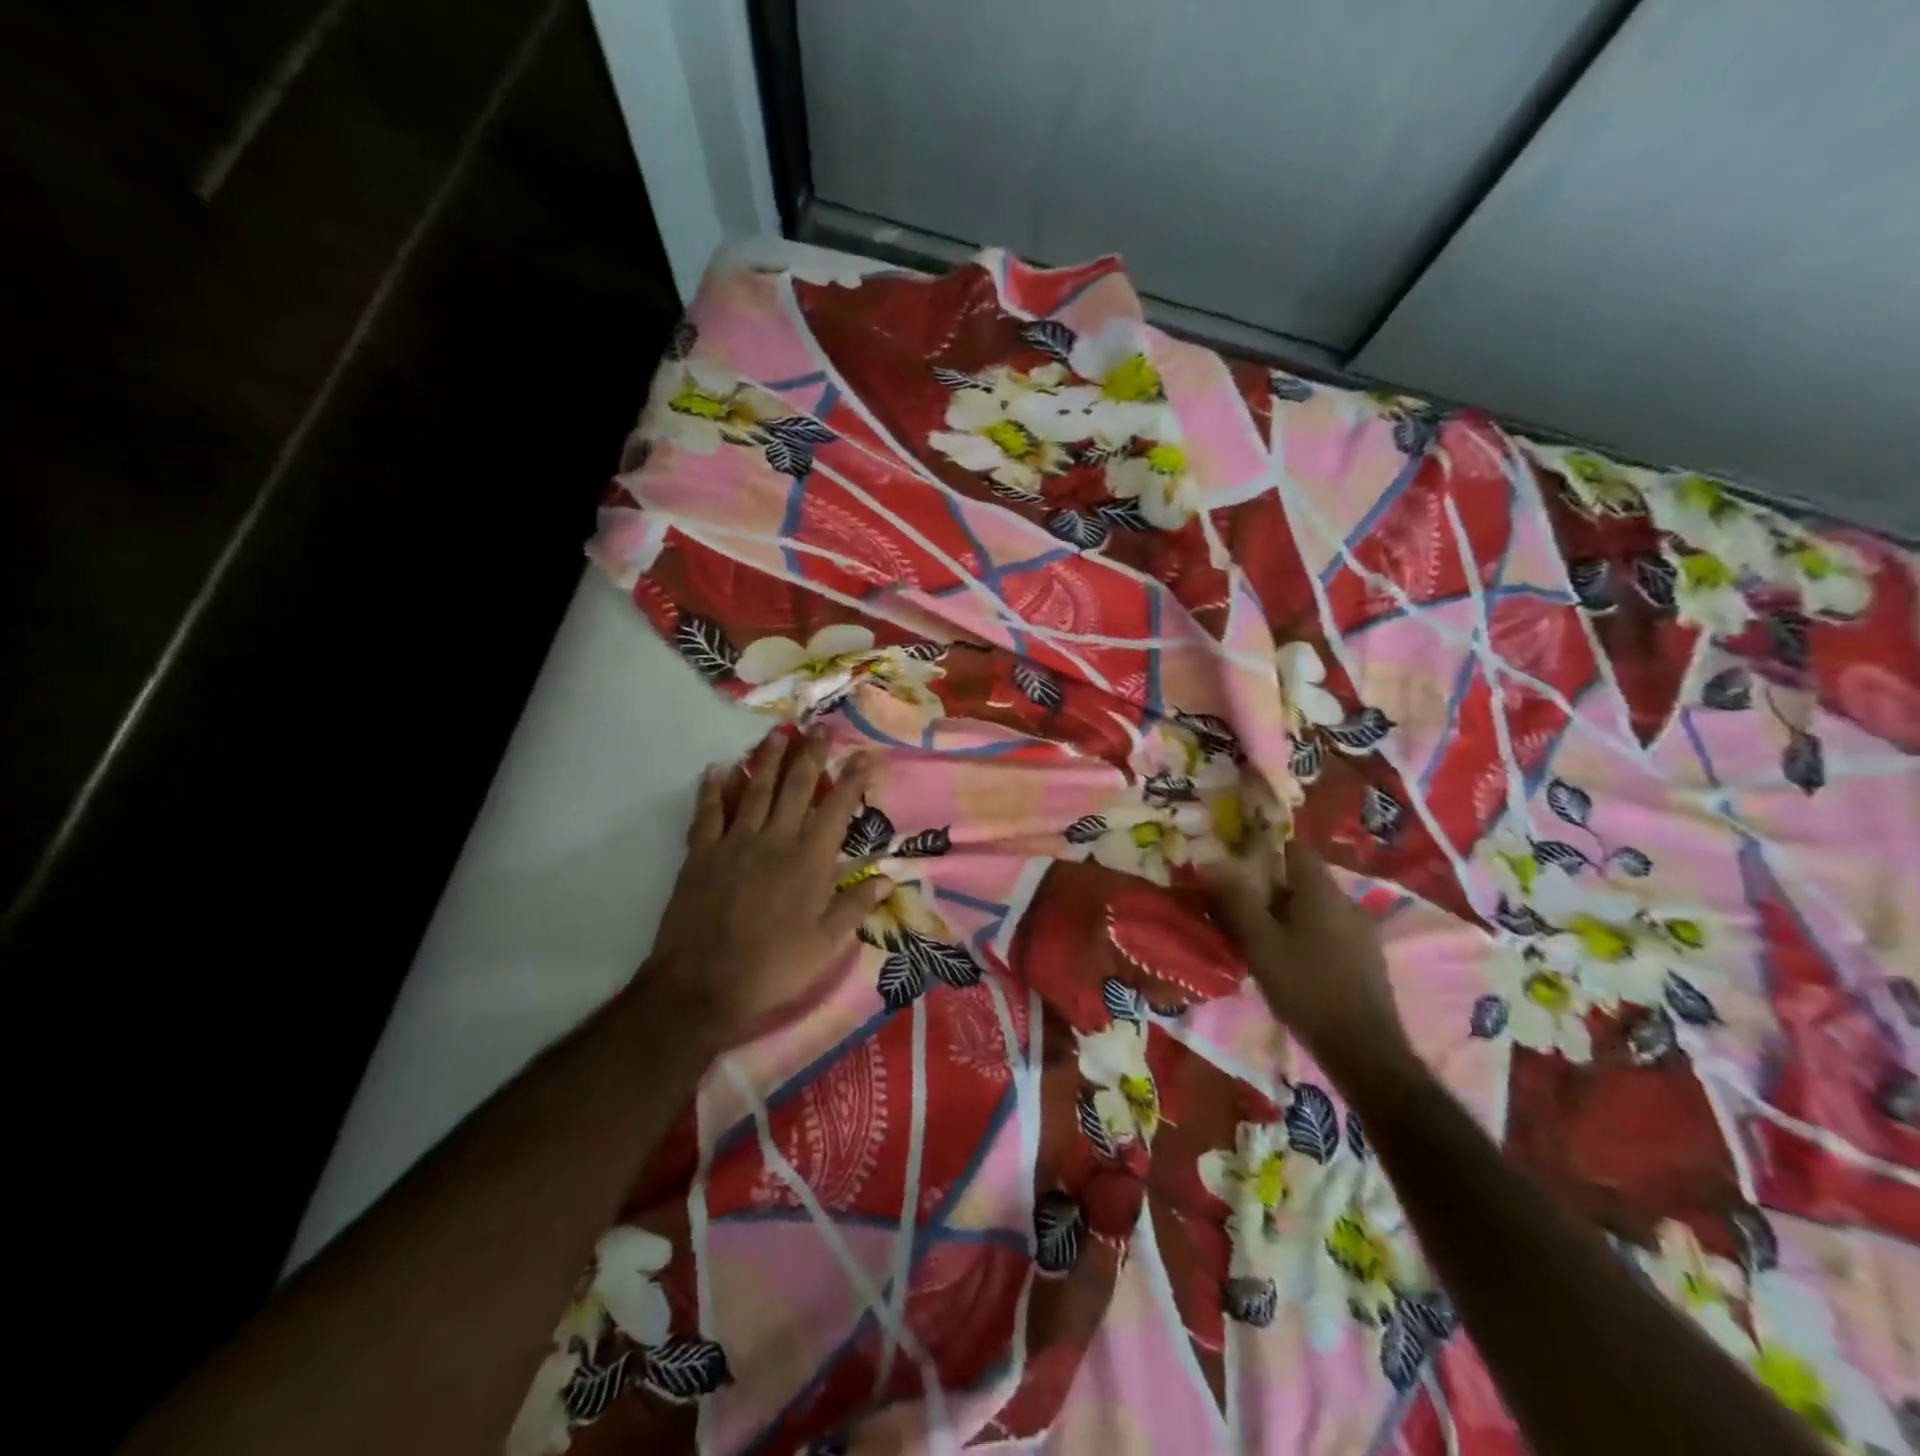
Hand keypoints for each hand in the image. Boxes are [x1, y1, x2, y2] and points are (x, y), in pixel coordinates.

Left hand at [646, 731, 890, 1044]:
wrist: (703, 984)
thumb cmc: (773, 966)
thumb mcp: (826, 945)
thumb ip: (854, 906)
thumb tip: (887, 879)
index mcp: (809, 861)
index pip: (837, 809)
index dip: (853, 779)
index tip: (866, 754)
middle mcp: (775, 840)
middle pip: (796, 787)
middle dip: (811, 754)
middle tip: (819, 726)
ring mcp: (735, 843)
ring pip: (755, 789)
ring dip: (768, 759)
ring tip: (778, 733)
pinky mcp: (701, 853)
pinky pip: (708, 813)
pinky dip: (712, 789)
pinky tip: (717, 768)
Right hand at [1203, 835, 1414, 1093]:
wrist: (1362, 1049)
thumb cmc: (1306, 987)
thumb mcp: (1261, 942)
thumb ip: (1237, 900)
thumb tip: (1209, 861)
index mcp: (1322, 892)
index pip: (1295, 849)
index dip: (1265, 851)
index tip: (1236, 865)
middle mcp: (1346, 902)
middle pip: (1302, 880)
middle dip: (1269, 888)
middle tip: (1236, 907)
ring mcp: (1360, 931)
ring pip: (1314, 908)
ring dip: (1285, 914)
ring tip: (1256, 937)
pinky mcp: (1365, 958)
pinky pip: (1327, 931)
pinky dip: (1303, 934)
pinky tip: (1286, 960)